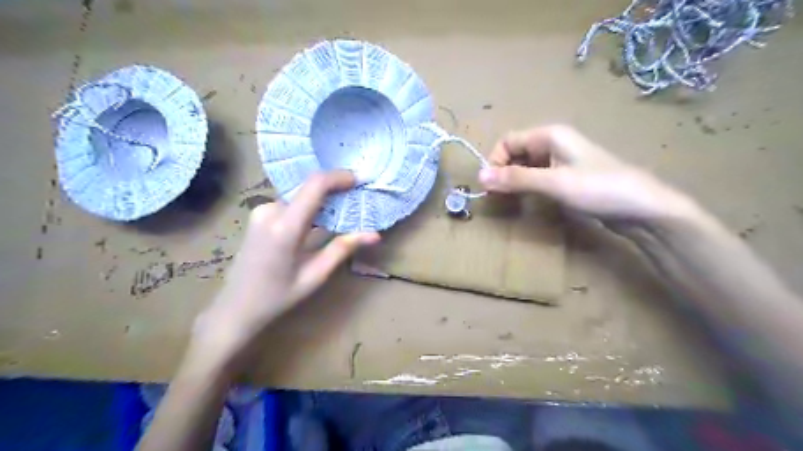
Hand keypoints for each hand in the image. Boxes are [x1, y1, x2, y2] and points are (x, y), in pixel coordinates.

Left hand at [191, 171, 380, 368]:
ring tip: (342, 214)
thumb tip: (375, 235)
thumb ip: (343, 249)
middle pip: (309, 188)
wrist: (235, 307)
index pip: (315, 186)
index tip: (359, 180)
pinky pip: (292, 203)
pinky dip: (309, 207)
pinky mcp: (259, 215)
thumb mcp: (315, 275)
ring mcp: (261, 211)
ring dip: (323, 201)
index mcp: (285, 228)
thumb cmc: (277, 297)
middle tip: (357, 201)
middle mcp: (270, 211)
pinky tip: (320, 222)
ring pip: (301, 196)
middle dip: (335, 191)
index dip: (339, 177)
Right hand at [476, 124, 689, 220]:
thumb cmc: (598, 188)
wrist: (642, 207)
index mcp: (549, 135)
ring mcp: (562, 160)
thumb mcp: (554, 183)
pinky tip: (529, 201)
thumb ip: (516, 179)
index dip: (495, 161)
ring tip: (511, 201)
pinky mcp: (568, 176)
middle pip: (516, 152)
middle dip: (504, 172)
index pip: (508, 141)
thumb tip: (479, 176)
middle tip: (498, 197)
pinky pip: (539, 177)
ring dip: (515, 181)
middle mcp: (553, 142)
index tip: (491, 186)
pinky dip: (529, 187)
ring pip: (526, 166)